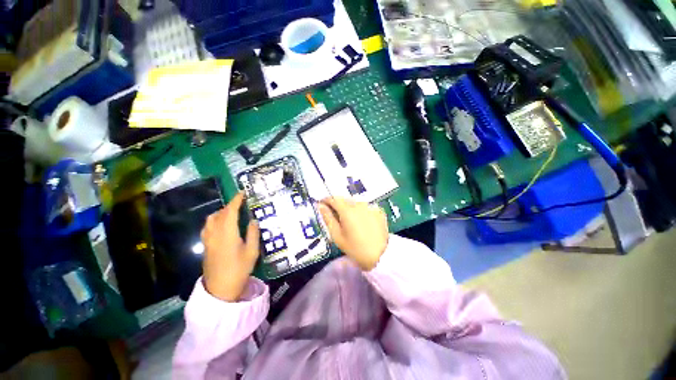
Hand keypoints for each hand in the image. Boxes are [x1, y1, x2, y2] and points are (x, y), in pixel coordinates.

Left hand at [201, 192, 259, 301]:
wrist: (220, 288)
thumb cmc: (239, 269)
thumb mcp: (252, 251)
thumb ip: (253, 233)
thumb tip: (253, 220)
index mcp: (228, 233)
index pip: (230, 211)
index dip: (236, 200)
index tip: (242, 193)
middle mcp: (215, 233)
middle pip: (220, 213)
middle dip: (230, 205)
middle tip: (241, 203)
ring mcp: (208, 239)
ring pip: (211, 219)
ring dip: (221, 212)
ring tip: (232, 213)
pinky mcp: (205, 245)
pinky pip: (208, 226)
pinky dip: (215, 220)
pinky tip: (222, 225)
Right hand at [319, 197, 388, 270]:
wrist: (381, 255)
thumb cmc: (355, 248)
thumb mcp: (337, 236)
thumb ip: (328, 218)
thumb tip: (320, 206)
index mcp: (347, 210)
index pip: (333, 198)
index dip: (326, 200)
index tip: (322, 204)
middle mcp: (359, 204)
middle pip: (344, 199)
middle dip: (337, 204)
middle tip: (335, 215)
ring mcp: (370, 206)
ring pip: (355, 202)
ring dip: (349, 207)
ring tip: (349, 220)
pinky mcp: (378, 210)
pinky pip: (365, 207)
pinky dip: (360, 211)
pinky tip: (361, 221)